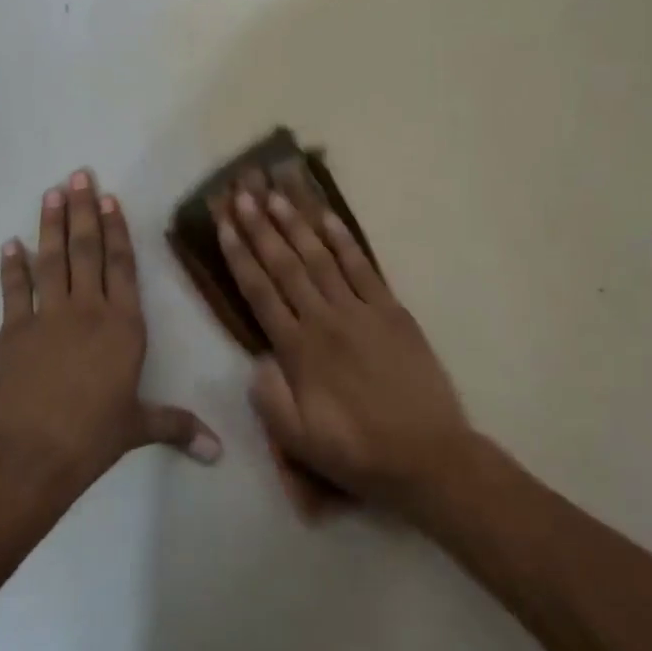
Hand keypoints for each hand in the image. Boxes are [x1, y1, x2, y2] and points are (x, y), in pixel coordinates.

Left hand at [0, 170, 221, 491]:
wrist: (30, 455)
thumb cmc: (93, 437)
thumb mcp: (138, 428)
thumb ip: (177, 427)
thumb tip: (219, 451)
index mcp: (123, 325)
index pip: (122, 265)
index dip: (118, 229)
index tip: (110, 198)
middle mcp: (88, 309)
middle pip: (87, 250)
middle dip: (83, 211)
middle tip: (78, 175)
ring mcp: (47, 316)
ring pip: (52, 260)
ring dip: (51, 224)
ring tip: (51, 192)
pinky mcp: (13, 331)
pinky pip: (14, 290)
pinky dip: (11, 266)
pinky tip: (10, 243)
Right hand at [216, 184, 473, 510]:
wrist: (427, 455)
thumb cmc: (358, 451)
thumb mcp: (299, 442)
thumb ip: (269, 398)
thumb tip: (255, 359)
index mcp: (298, 350)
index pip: (260, 292)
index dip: (239, 256)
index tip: (224, 225)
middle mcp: (324, 320)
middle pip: (285, 265)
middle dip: (261, 228)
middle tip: (243, 194)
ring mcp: (360, 310)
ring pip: (320, 258)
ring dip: (296, 225)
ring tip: (276, 196)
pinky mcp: (391, 310)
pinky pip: (363, 267)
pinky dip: (344, 240)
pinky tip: (328, 218)